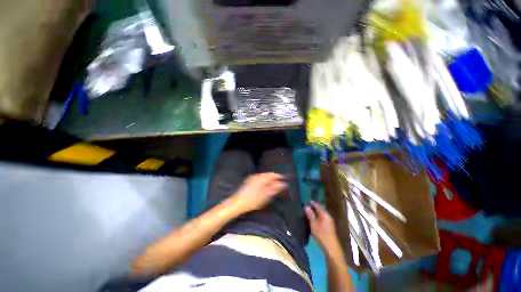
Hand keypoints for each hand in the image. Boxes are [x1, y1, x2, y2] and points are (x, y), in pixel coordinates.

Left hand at [230, 173, 286, 213]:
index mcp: (261, 178)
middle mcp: (257, 176)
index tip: (285, 180)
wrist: (237, 203)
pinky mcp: (249, 181)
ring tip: (275, 187)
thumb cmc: (252, 201)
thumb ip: (274, 189)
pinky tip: (266, 187)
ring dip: (270, 180)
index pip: (273, 174)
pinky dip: (265, 182)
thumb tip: (282, 184)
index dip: (280, 177)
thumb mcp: (265, 196)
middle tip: (281, 185)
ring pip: (264, 177)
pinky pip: (260, 178)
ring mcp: (252, 178)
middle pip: (268, 175)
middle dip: (275, 179)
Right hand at [305, 201, 340, 251]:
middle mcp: (328, 216)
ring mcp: (329, 221)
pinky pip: (322, 218)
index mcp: (325, 214)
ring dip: (315, 212)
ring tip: (307, 213)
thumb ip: (310, 215)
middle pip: (320, 209)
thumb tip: (306, 206)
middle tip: (305, 207)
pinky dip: (317, 217)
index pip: (317, 205)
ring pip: (321, 214)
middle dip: (313, 207)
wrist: (331, 248)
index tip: (304, 202)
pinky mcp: (329, 226)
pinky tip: (313, 219)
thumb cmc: (321, 235)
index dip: (311, 203)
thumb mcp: (313, 224)